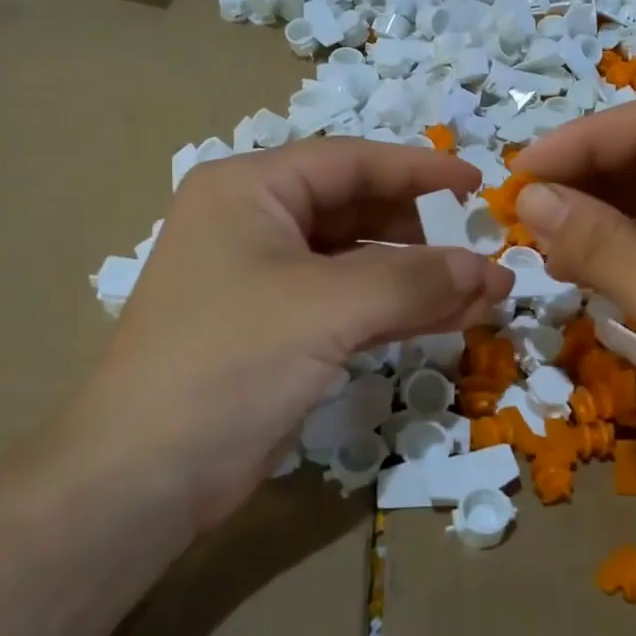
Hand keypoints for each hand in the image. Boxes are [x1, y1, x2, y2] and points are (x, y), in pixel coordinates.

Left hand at [61, 141, 512, 533]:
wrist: (145, 475)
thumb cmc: (229, 361)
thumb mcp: (326, 308)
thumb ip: (414, 281)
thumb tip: (491, 271)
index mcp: (250, 189)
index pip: (350, 161)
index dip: (418, 169)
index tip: (477, 183)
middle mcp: (255, 223)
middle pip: (357, 210)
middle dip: (424, 233)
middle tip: (485, 249)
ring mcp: (265, 280)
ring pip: (359, 262)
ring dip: (419, 277)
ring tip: (484, 293)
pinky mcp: (278, 330)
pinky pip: (350, 304)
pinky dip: (398, 310)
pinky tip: (449, 319)